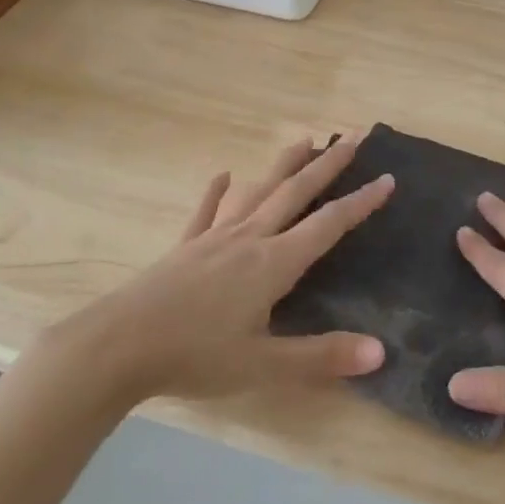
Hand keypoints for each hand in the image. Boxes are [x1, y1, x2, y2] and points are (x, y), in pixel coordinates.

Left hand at [55, 135, 393, 400]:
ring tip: (304, 140)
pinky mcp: (184, 248)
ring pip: (257, 192)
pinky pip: (206, 213)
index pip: (328, 225)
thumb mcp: (263, 365)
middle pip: (295, 193)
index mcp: (273, 263)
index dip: (360, 203)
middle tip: (353, 138)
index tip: (387, 178)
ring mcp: (213, 239)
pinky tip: (221, 175)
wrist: (117, 346)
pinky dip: (216, 193)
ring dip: (283, 166)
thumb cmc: (194, 356)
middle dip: (327, 166)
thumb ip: (321, 357)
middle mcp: (248, 239)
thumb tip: (381, 352)